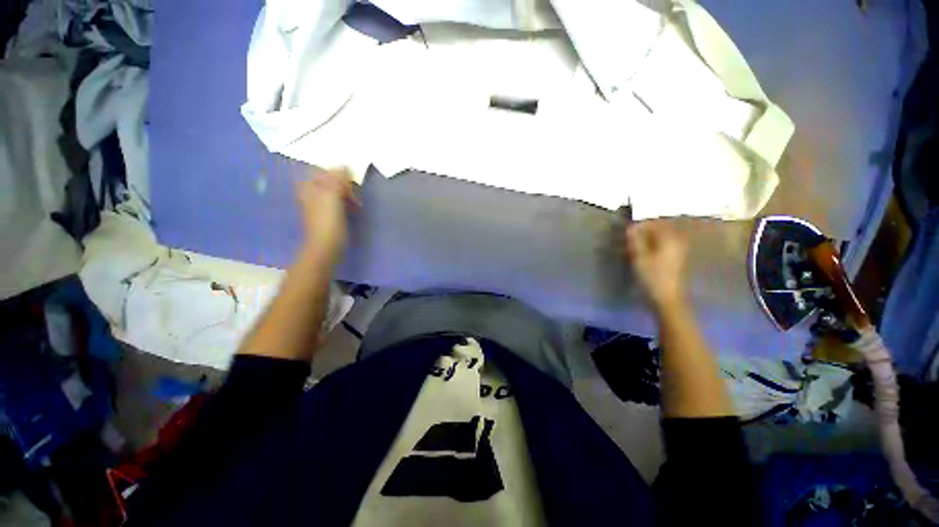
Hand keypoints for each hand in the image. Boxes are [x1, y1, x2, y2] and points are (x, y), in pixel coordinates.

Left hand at [295, 167, 357, 265]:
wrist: (326, 247)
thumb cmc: (328, 222)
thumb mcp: (332, 197)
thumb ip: (336, 180)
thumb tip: (344, 166)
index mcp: (308, 187)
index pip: (322, 171)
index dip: (336, 173)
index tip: (348, 180)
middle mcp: (311, 193)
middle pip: (330, 181)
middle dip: (344, 185)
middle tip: (354, 192)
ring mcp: (319, 205)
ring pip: (336, 192)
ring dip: (348, 195)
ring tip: (357, 203)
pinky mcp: (328, 215)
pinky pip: (339, 202)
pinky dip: (347, 203)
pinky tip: (355, 208)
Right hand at [624, 219, 688, 308]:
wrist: (666, 298)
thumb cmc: (652, 277)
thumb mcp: (640, 258)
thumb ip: (636, 241)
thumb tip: (631, 228)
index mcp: (669, 239)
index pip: (655, 224)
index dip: (641, 225)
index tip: (627, 231)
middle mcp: (677, 242)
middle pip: (660, 230)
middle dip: (645, 232)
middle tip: (630, 238)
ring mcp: (678, 251)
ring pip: (661, 238)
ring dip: (648, 239)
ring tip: (634, 246)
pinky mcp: (676, 260)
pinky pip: (663, 246)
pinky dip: (653, 246)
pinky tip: (643, 254)